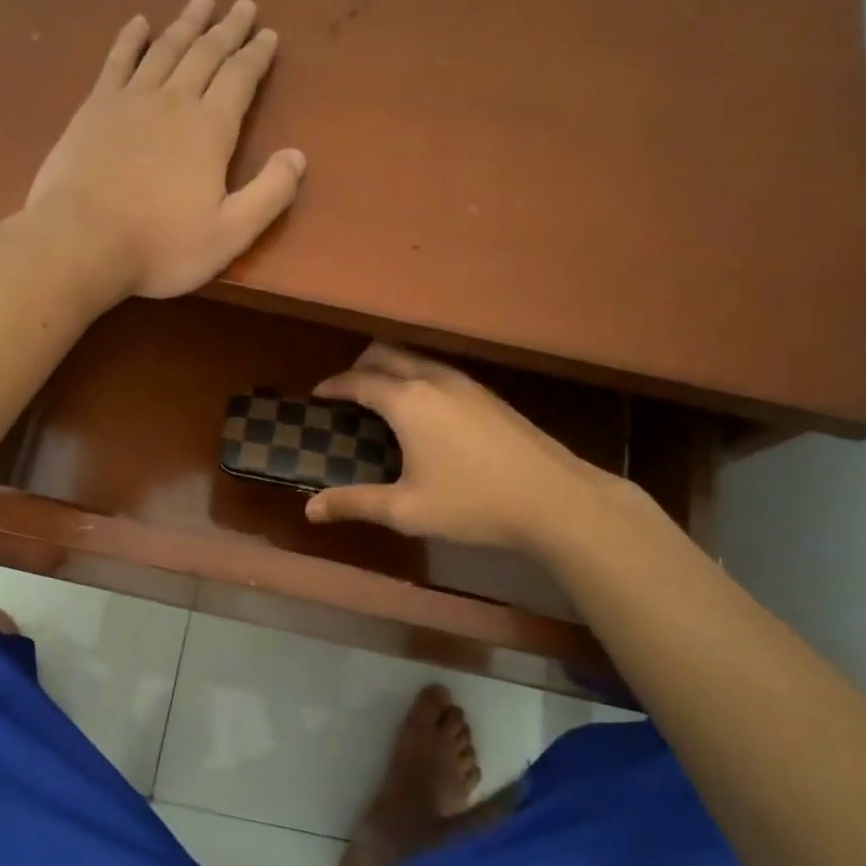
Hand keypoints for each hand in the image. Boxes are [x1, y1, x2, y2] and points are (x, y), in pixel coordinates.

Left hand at [23, 0, 304, 302]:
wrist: (82, 241)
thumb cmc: (161, 246)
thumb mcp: (229, 234)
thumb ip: (269, 195)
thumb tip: (298, 156)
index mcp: (210, 130)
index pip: (240, 79)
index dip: (256, 55)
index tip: (268, 34)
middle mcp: (174, 101)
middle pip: (206, 54)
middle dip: (228, 29)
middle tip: (242, 5)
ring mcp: (131, 100)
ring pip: (166, 49)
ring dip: (186, 23)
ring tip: (202, 0)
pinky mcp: (95, 108)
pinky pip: (118, 61)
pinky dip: (131, 39)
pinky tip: (139, 23)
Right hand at [305, 343, 621, 549]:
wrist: (554, 499)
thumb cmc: (472, 503)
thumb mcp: (406, 510)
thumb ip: (355, 504)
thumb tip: (310, 510)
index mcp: (408, 402)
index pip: (360, 381)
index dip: (335, 386)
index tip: (318, 394)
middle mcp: (435, 381)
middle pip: (389, 355)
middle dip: (361, 366)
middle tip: (346, 390)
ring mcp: (468, 385)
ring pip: (419, 360)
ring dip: (393, 369)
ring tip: (382, 398)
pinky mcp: (491, 397)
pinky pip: (441, 373)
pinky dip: (419, 379)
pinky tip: (426, 412)